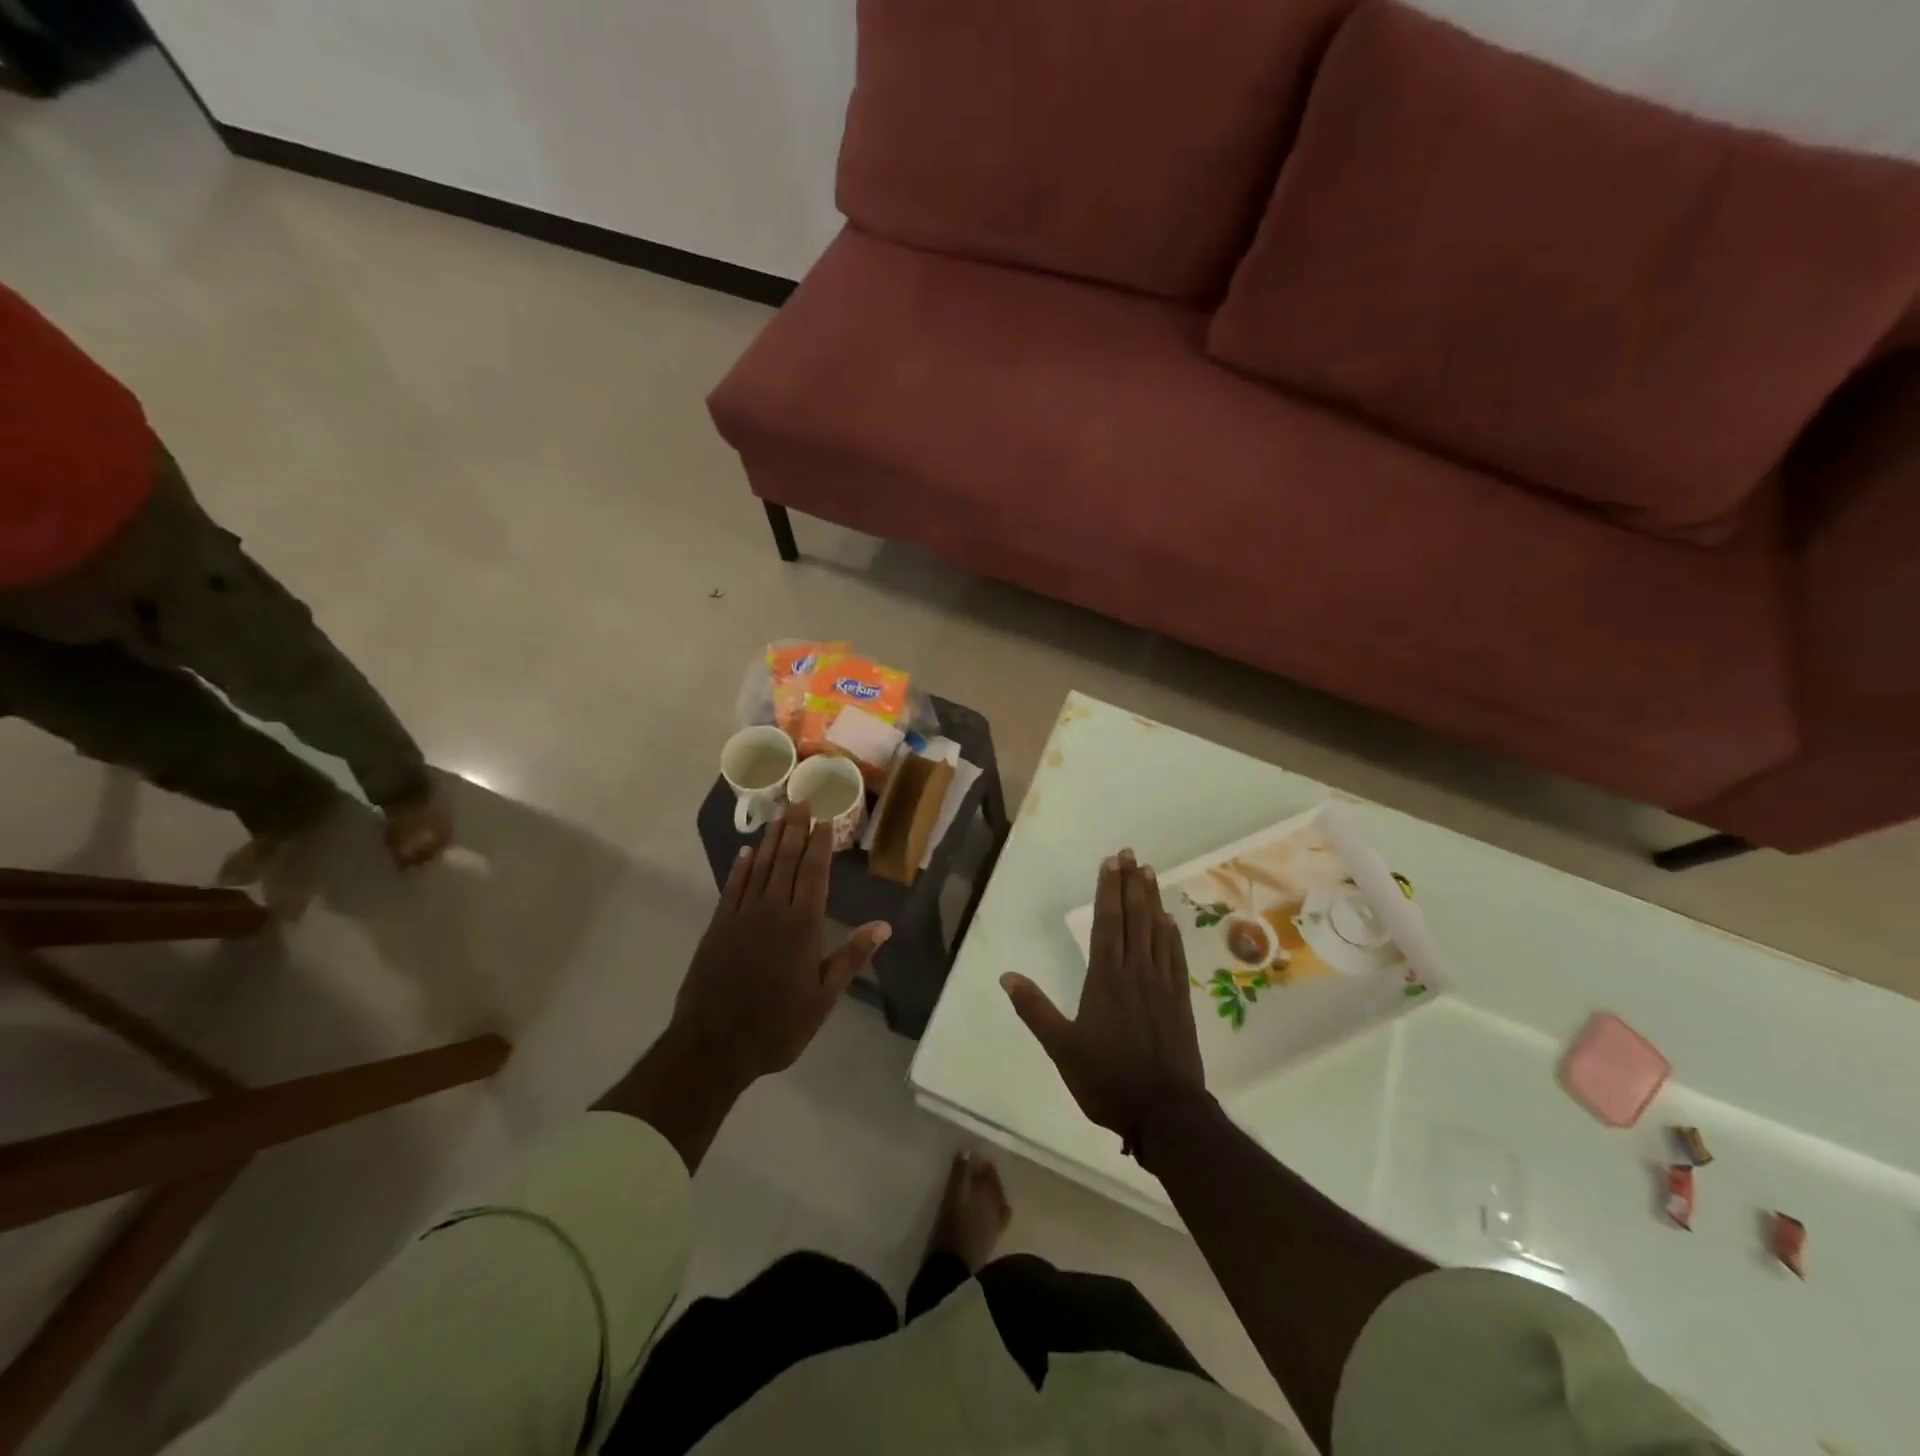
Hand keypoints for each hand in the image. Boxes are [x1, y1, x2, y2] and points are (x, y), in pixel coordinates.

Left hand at [668, 803, 889, 1089]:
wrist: (714, 1045)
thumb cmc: (777, 1025)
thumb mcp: (823, 997)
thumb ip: (851, 957)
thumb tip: (884, 925)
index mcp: (802, 926)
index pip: (813, 873)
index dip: (819, 844)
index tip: (824, 819)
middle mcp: (772, 911)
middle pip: (785, 861)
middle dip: (794, 829)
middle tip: (800, 799)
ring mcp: (742, 916)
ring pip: (759, 868)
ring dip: (770, 839)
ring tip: (778, 814)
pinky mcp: (718, 927)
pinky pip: (732, 887)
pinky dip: (740, 867)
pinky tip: (746, 851)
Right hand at [1001, 850, 1206, 1155]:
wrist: (1165, 1113)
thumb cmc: (1107, 1079)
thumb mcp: (1062, 1048)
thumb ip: (1035, 1009)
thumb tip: (1007, 976)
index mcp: (1106, 979)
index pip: (1107, 924)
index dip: (1108, 891)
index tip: (1111, 863)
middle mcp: (1136, 972)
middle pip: (1134, 918)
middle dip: (1131, 884)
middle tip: (1131, 854)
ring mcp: (1162, 985)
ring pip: (1157, 931)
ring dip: (1152, 900)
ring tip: (1149, 873)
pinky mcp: (1180, 1001)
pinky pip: (1175, 957)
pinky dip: (1172, 934)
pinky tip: (1170, 920)